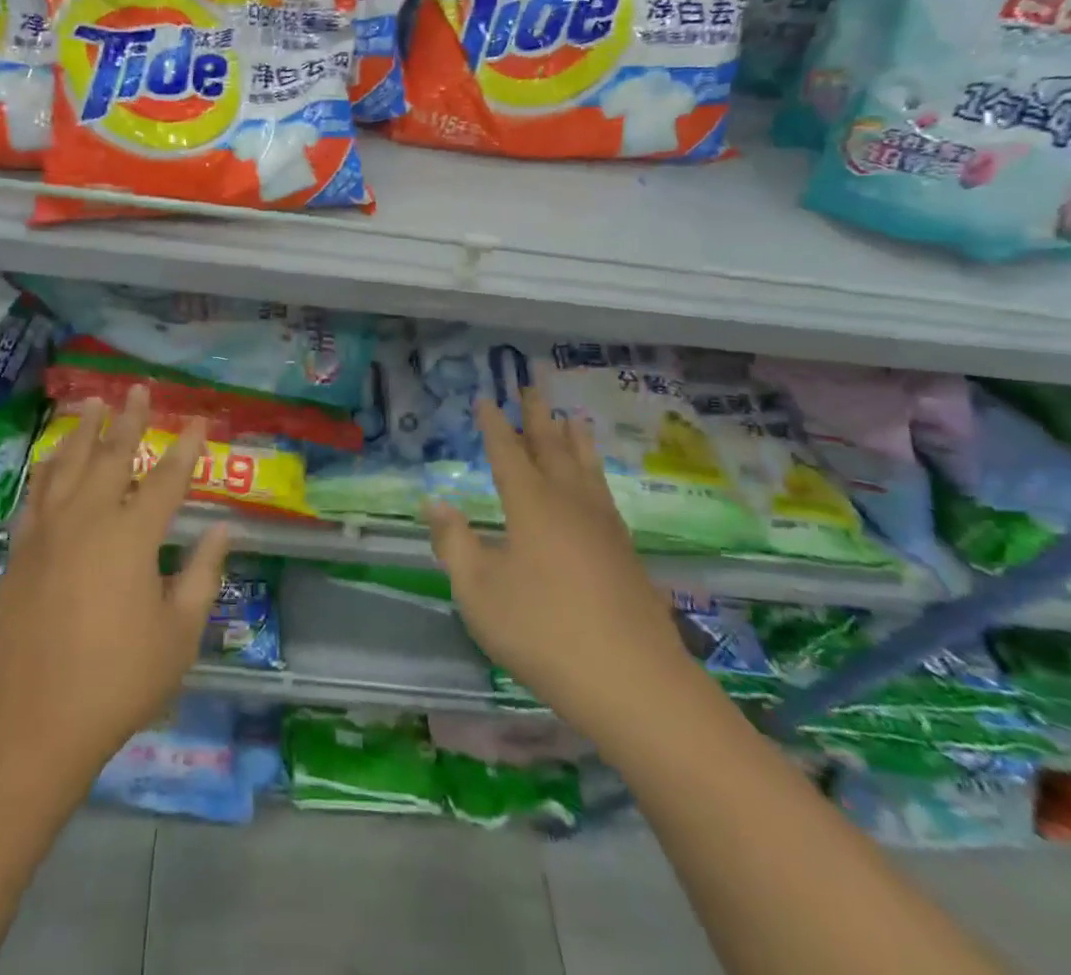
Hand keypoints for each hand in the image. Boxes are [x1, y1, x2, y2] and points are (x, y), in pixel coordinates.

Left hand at [0, 389, 230, 783]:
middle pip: (112, 456)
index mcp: (132, 537)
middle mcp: (89, 519)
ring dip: (83, 431)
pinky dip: (47, 467)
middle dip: (129, 420)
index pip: (167, 479)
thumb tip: (223, 530)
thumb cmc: (116, 681)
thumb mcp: (178, 634)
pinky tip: (52, 458)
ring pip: (68, 465)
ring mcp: (49, 532)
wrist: (30, 722)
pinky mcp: (21, 550)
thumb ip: (201, 575)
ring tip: (91, 403)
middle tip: (138, 389)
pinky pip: (36, 493)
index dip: (186, 448)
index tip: (199, 421)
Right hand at [426, 382, 700, 746]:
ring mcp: (604, 528)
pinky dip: (595, 473)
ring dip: (573, 439)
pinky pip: (604, 494)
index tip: (486, 398)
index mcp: (531, 506)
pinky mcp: (626, 554)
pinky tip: (596, 485)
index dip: (494, 424)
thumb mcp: (479, 592)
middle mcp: (569, 504)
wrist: (635, 685)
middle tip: (531, 385)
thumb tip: (435, 503)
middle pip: (551, 448)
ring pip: (585, 468)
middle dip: (538, 416)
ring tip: (571, 416)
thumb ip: (455, 544)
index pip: (507, 452)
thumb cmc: (544, 633)